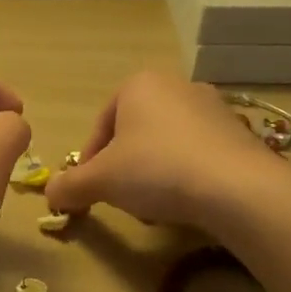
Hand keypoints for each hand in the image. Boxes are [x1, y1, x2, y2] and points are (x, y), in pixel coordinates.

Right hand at [46, 70, 275, 227]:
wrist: (238, 188)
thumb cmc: (156, 169)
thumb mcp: (100, 181)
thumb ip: (69, 186)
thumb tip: (50, 194)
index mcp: (138, 84)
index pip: (100, 125)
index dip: (89, 162)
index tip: (89, 191)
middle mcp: (177, 86)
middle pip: (134, 134)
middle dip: (124, 169)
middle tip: (122, 199)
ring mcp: (213, 108)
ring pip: (166, 145)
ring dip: (153, 174)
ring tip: (154, 207)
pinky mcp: (240, 133)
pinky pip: (198, 154)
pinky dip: (185, 176)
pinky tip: (187, 203)